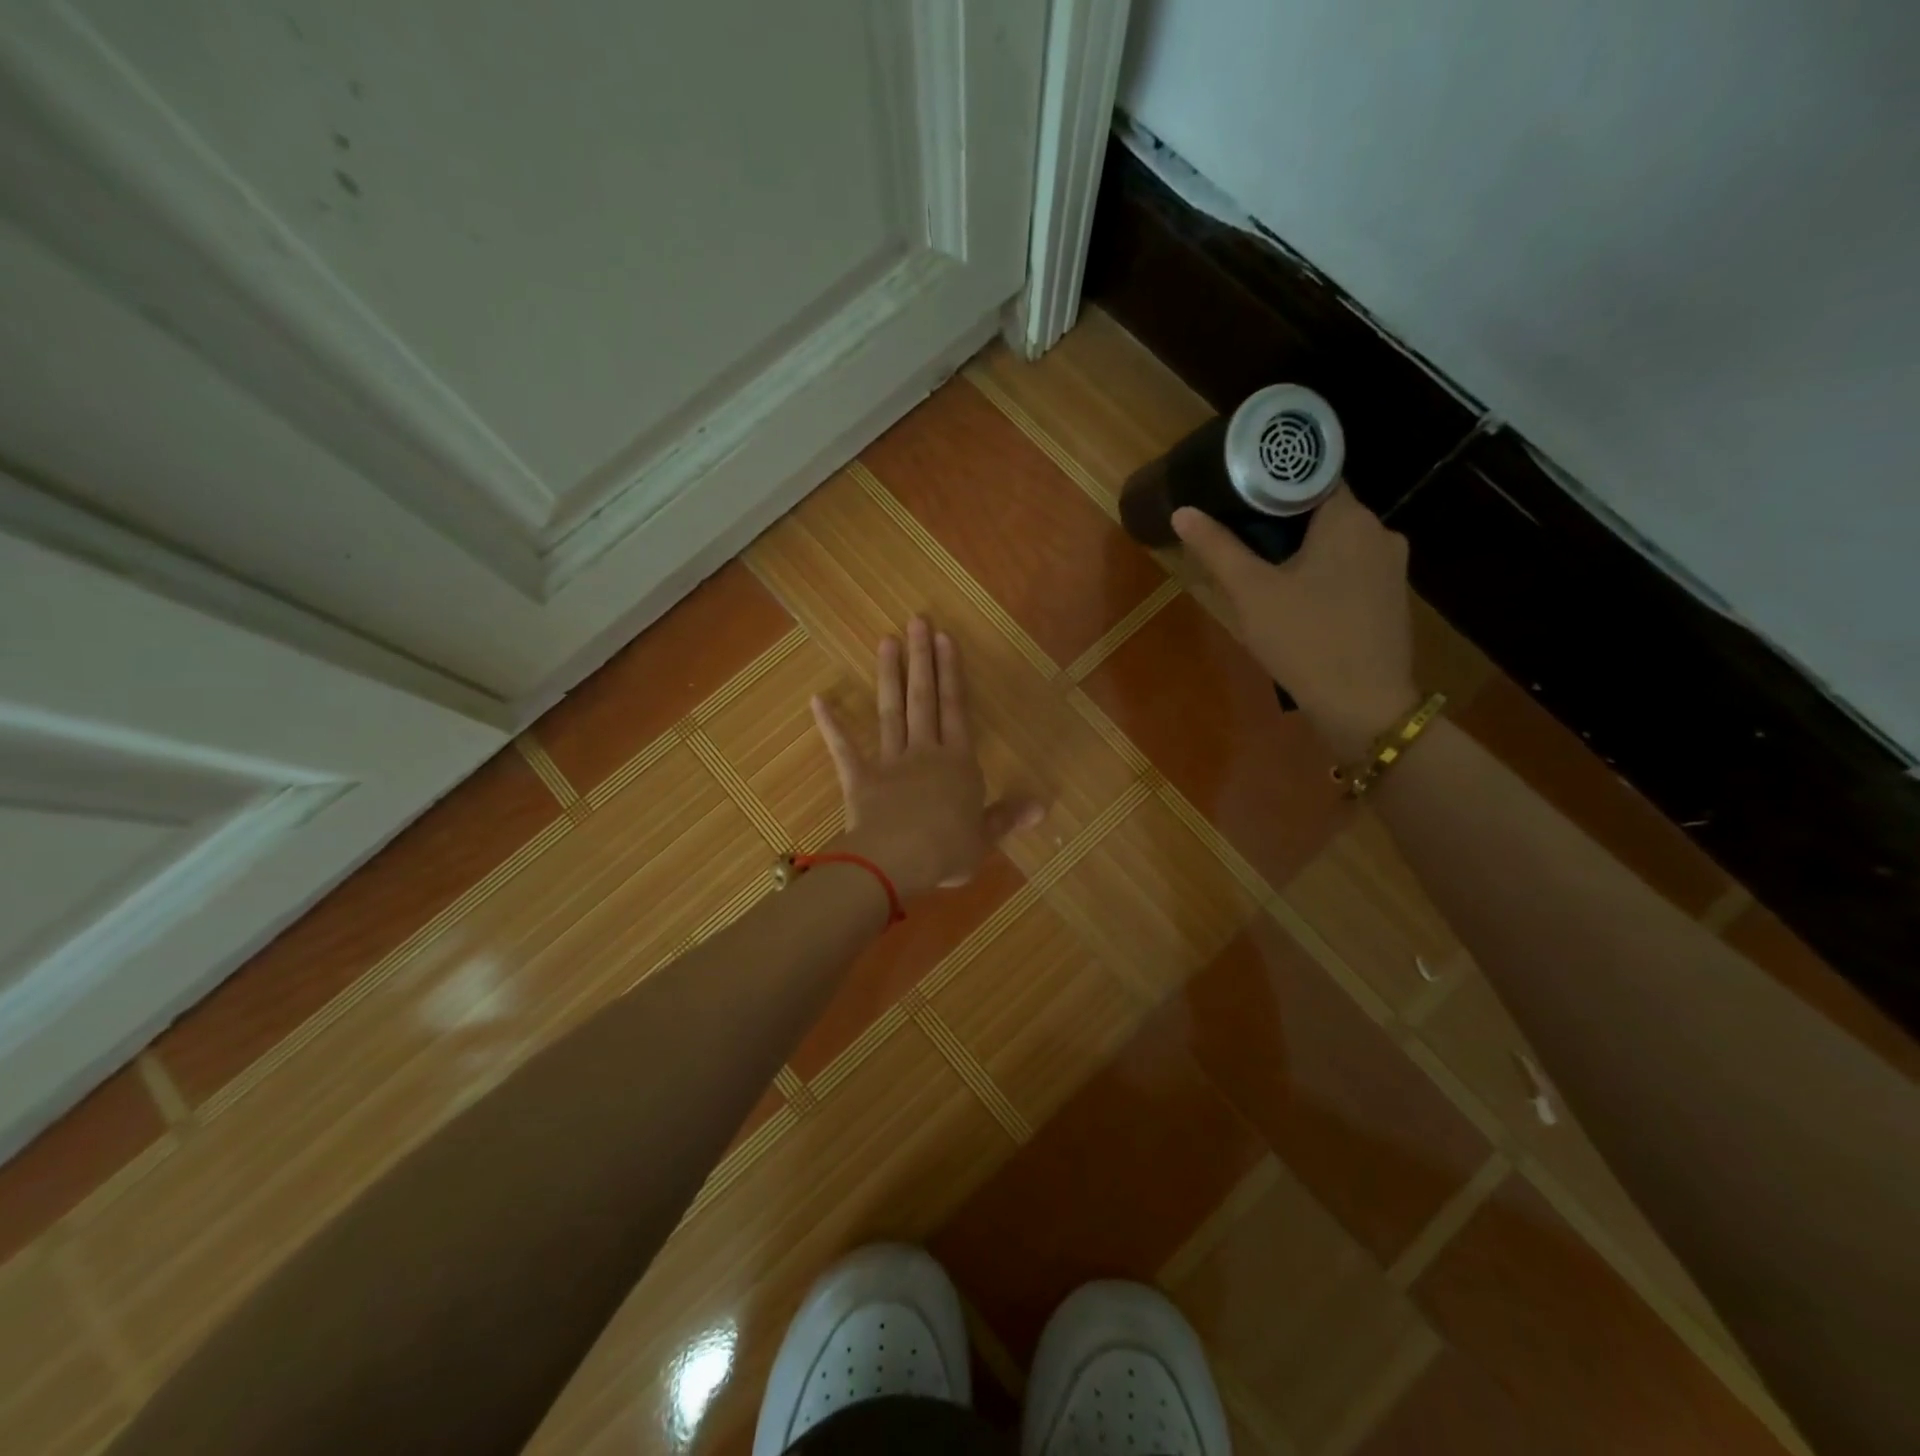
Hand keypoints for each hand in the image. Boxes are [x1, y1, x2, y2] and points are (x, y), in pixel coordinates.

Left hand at [811, 617, 1043, 899]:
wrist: (898, 861)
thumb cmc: (948, 850)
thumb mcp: (984, 838)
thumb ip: (1008, 816)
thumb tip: (1043, 806)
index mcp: (958, 763)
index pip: (955, 709)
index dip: (951, 673)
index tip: (946, 638)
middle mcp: (925, 752)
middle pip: (923, 699)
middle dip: (922, 659)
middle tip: (917, 621)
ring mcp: (890, 763)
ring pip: (891, 712)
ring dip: (889, 676)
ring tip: (886, 641)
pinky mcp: (860, 779)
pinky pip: (844, 749)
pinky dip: (832, 725)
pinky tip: (819, 699)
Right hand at [1173, 487, 1418, 757]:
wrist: (1364, 706)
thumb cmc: (1305, 640)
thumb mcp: (1251, 593)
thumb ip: (1217, 548)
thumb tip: (1183, 511)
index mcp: (1349, 519)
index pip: (1312, 477)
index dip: (1274, 484)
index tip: (1240, 496)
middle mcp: (1380, 532)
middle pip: (1324, 510)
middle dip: (1284, 521)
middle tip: (1241, 537)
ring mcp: (1392, 568)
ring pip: (1339, 542)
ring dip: (1305, 550)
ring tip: (1264, 570)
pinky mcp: (1392, 599)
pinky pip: (1352, 570)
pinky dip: (1325, 574)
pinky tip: (1299, 600)